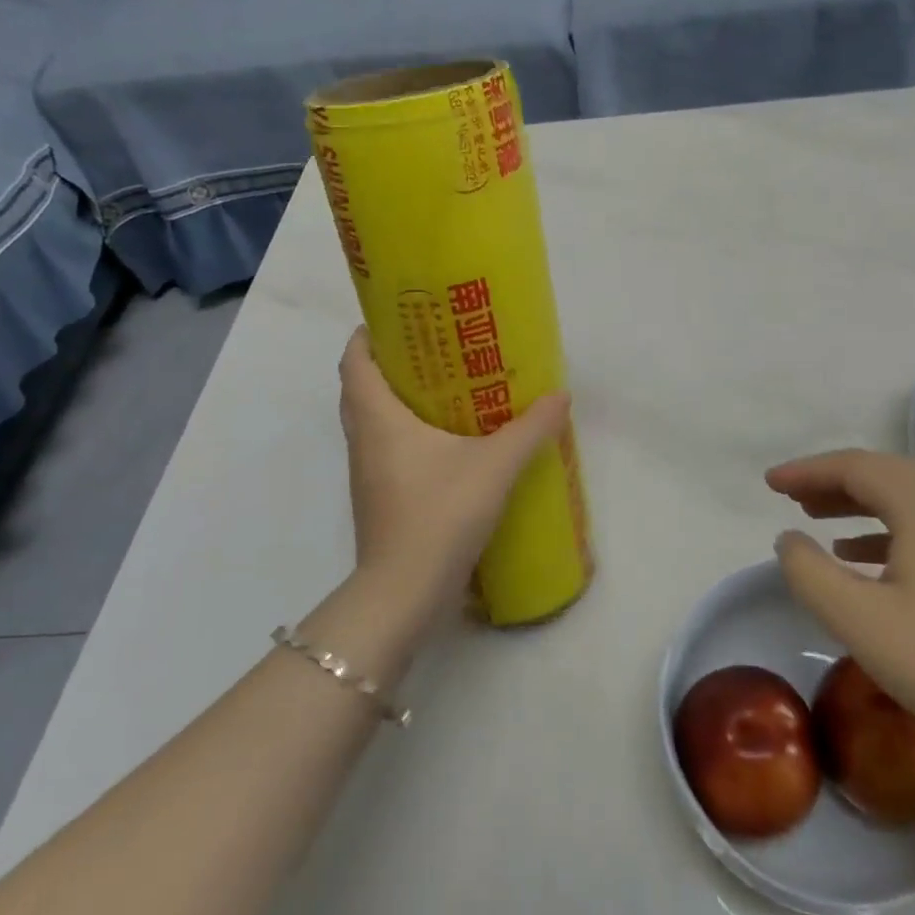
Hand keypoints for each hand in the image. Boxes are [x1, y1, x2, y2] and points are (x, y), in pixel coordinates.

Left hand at [339, 328, 570, 626]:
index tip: (399, 321)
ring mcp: (367, 474)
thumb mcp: (495, 466)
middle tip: (434, 351)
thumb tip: (559, 396)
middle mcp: (363, 440)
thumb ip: (530, 429)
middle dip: (390, 365)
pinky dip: (407, 435)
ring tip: (445, 391)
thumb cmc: (440, 514)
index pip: (354, 361)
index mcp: (378, 418)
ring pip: (373, 422)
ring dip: (398, 402)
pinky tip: (448, 444)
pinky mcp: (379, 499)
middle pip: (362, 388)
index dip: (368, 335)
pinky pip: (386, 451)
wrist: (405, 593)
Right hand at [768, 449, 914, 771]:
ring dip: (860, 505)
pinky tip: (868, 561)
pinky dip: (889, 533)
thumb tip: (789, 540)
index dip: (807, 470)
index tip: (769, 483)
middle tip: (792, 499)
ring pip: (909, 503)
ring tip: (820, 522)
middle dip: (833, 482)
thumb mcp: (858, 621)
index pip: (855, 466)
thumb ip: (809, 572)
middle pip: (884, 476)